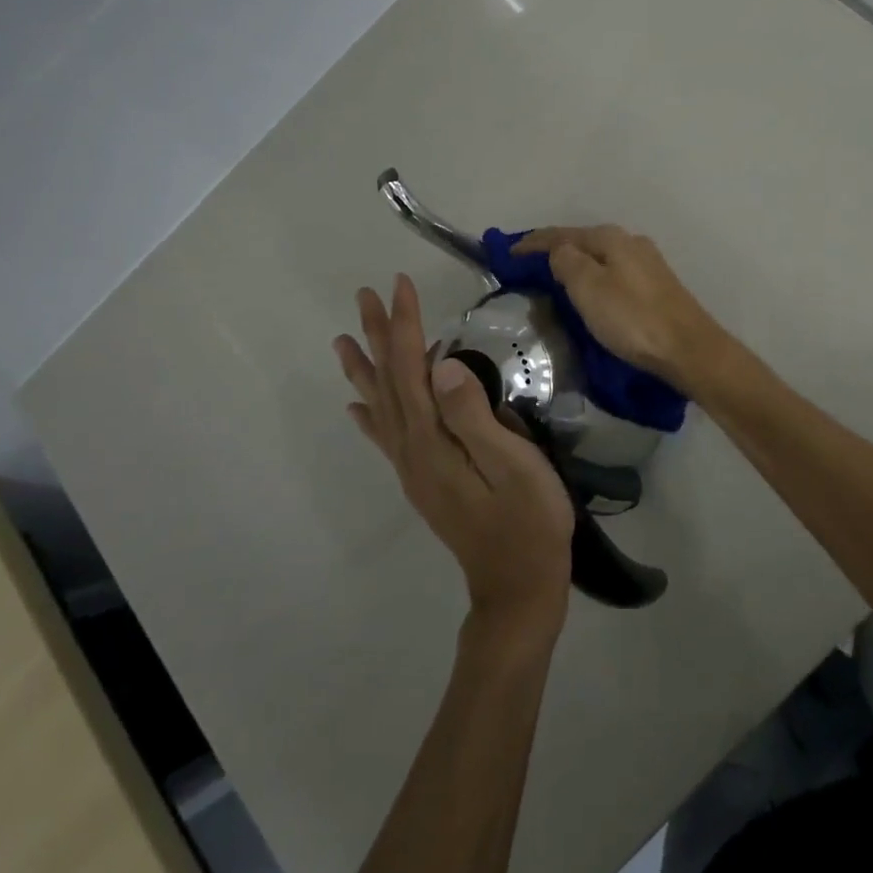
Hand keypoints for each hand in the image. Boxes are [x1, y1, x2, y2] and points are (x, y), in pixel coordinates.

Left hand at [335, 275, 573, 636]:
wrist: (519, 588)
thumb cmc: (529, 522)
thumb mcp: (514, 465)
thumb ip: (475, 416)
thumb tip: (442, 365)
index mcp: (433, 442)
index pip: (411, 369)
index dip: (404, 325)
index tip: (400, 284)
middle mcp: (412, 451)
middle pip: (387, 383)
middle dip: (377, 335)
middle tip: (364, 295)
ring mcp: (414, 469)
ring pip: (381, 407)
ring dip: (365, 369)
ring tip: (343, 341)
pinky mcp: (424, 481)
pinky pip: (386, 438)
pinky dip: (369, 416)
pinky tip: (357, 407)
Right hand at [511, 226, 732, 394]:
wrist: (688, 349)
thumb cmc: (632, 319)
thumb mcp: (589, 288)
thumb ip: (567, 262)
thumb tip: (557, 251)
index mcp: (611, 238)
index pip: (561, 234)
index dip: (532, 243)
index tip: (507, 255)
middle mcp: (630, 242)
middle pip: (582, 242)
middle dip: (554, 252)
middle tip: (526, 269)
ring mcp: (647, 264)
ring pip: (599, 258)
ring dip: (575, 266)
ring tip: (552, 281)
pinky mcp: (656, 286)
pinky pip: (612, 274)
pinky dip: (593, 279)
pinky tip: (588, 294)